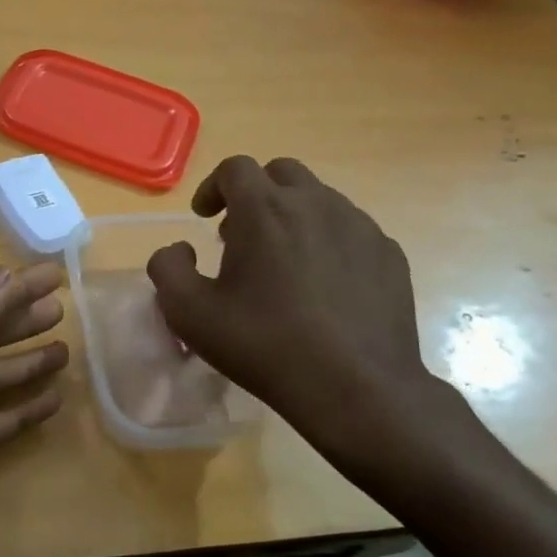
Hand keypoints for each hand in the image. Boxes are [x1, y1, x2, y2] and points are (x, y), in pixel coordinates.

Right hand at [145, 156, 461, 479]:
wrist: (356, 387)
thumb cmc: (264, 345)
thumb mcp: (189, 314)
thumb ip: (168, 268)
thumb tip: (178, 249)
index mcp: (265, 209)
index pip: (235, 168)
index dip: (212, 187)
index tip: (203, 217)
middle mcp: (316, 203)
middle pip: (281, 173)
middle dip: (255, 194)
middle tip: (240, 235)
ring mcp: (360, 226)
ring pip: (319, 199)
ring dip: (292, 217)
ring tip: (282, 264)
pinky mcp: (389, 254)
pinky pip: (350, 230)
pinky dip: (327, 242)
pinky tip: (322, 286)